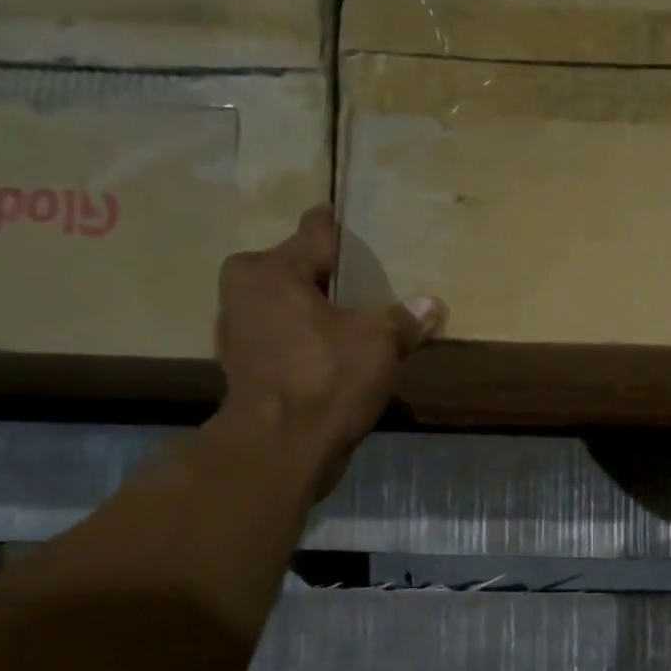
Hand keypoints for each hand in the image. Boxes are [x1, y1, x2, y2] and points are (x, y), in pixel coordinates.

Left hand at [212, 206, 442, 494]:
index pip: (314, 232)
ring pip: (287, 307)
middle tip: (364, 282)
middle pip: (296, 270)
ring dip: (314, 312)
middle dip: (325, 276)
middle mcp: (244, 291)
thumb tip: (432, 305)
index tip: (352, 221)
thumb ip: (404, 319)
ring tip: (352, 318)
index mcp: (271, 270)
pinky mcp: (246, 369)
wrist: (280, 449)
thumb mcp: (378, 342)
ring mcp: (239, 332)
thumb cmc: (325, 378)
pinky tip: (334, 354)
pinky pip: (285, 340)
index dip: (338, 228)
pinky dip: (306, 342)